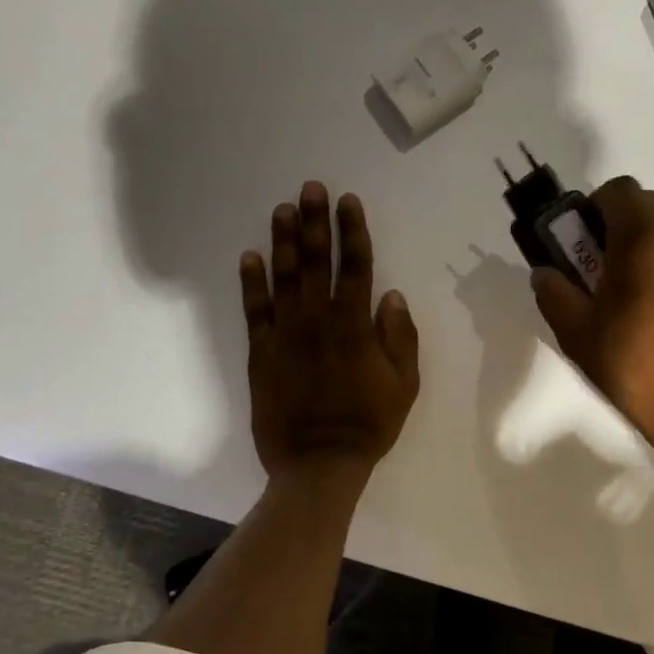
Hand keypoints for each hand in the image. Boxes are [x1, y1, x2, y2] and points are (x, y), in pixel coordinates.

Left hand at [241, 182, 419, 479]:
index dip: (353, 231)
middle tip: (311, 188)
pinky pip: (255, 311)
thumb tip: (391, 294)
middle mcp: (319, 321)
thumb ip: (400, 338)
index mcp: (356, 326)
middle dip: (315, 222)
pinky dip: (251, 283)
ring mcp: (286, 335)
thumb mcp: (404, 385)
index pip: (356, 266)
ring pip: (284, 278)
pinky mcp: (262, 353)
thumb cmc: (368, 424)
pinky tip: (250, 256)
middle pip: (317, 262)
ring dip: (283, 241)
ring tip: (282, 209)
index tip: (348, 201)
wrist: (318, 465)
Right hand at [531, 176, 653, 463]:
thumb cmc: (634, 363)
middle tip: (601, 270)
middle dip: (620, 227)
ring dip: (649, 249)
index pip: (618, 190)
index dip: (593, 208)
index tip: (581, 244)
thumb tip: (545, 274)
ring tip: (634, 296)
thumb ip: (554, 293)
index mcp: (647, 236)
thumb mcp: (577, 332)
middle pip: (648, 207)